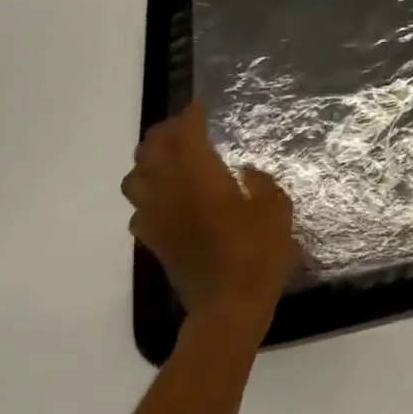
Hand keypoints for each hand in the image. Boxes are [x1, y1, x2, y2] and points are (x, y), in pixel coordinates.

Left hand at [124, 102, 300, 332]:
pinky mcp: (154, 242)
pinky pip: (138, 210)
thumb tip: (245, 173)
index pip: (186, 135)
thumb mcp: (276, 209)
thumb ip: (261, 184)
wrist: (228, 307)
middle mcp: (171, 192)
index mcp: (201, 177)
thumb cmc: (257, 253)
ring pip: (135, 178)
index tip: (200, 105)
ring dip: (148, 160)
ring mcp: (157, 219)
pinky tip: (165, 199)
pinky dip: (147, 196)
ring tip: (167, 157)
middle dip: (165, 132)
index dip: (191, 116)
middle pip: (152, 150)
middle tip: (183, 125)